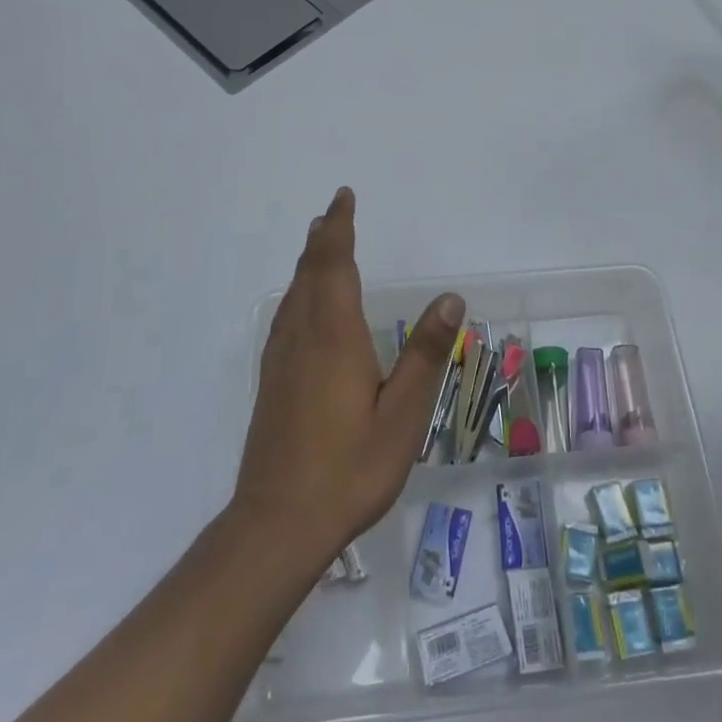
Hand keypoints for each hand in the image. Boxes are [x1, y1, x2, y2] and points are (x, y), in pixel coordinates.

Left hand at [231, 188, 463, 577]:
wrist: (278, 522)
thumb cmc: (350, 468)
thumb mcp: (403, 416)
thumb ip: (426, 355)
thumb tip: (450, 299)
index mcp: (335, 336)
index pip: (335, 266)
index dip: (339, 229)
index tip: (343, 198)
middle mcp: (303, 337)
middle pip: (310, 273)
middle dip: (323, 239)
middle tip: (333, 213)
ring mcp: (281, 360)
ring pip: (293, 295)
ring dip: (308, 264)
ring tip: (319, 245)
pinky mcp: (271, 382)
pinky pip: (285, 317)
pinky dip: (297, 293)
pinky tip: (302, 308)